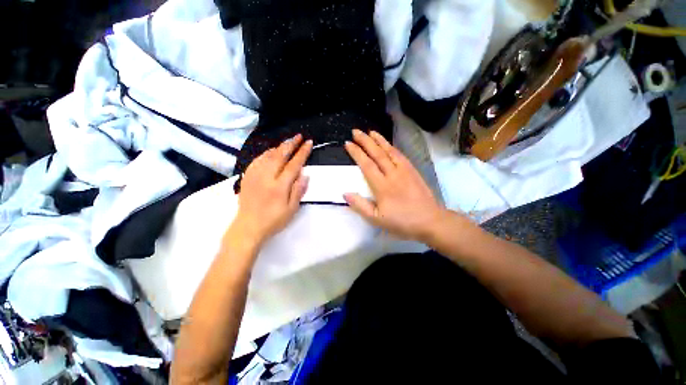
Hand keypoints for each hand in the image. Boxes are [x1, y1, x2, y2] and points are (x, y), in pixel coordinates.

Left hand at [231, 135, 312, 246]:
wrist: (248, 227)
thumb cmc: (274, 220)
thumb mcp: (291, 209)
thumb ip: (298, 190)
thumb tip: (305, 174)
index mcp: (279, 186)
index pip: (293, 165)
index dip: (302, 153)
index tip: (309, 143)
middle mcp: (266, 177)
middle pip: (280, 155)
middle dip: (291, 144)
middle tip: (299, 136)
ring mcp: (255, 176)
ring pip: (268, 155)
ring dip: (279, 147)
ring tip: (288, 142)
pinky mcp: (247, 177)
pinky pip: (257, 160)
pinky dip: (266, 153)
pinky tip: (271, 151)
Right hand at [344, 129, 445, 241]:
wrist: (430, 221)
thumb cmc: (402, 222)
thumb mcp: (377, 220)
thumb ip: (360, 206)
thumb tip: (345, 194)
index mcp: (382, 186)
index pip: (366, 165)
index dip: (356, 153)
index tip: (348, 143)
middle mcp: (392, 174)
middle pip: (377, 153)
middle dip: (365, 141)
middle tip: (356, 131)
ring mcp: (404, 170)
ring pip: (390, 151)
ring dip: (379, 140)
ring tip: (370, 132)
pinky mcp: (413, 171)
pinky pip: (400, 155)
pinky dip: (392, 147)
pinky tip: (388, 144)